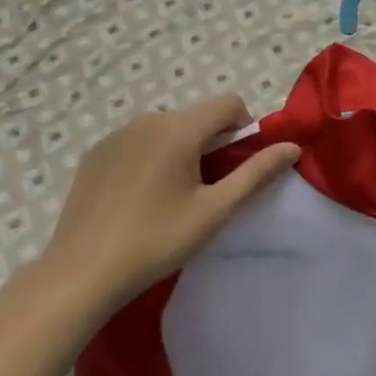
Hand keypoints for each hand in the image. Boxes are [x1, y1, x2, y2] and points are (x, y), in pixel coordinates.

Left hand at [33, 95, 299, 320]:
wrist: (82, 272)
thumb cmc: (157, 240)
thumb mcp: (215, 209)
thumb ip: (256, 172)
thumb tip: (292, 147)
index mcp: (179, 128)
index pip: (230, 104)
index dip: (245, 130)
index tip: (238, 169)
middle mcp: (147, 120)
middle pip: (197, 117)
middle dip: (213, 144)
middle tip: (208, 191)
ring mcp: (115, 135)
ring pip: (167, 130)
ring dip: (182, 151)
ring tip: (172, 198)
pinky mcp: (94, 154)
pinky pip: (137, 143)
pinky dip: (151, 159)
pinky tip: (140, 200)